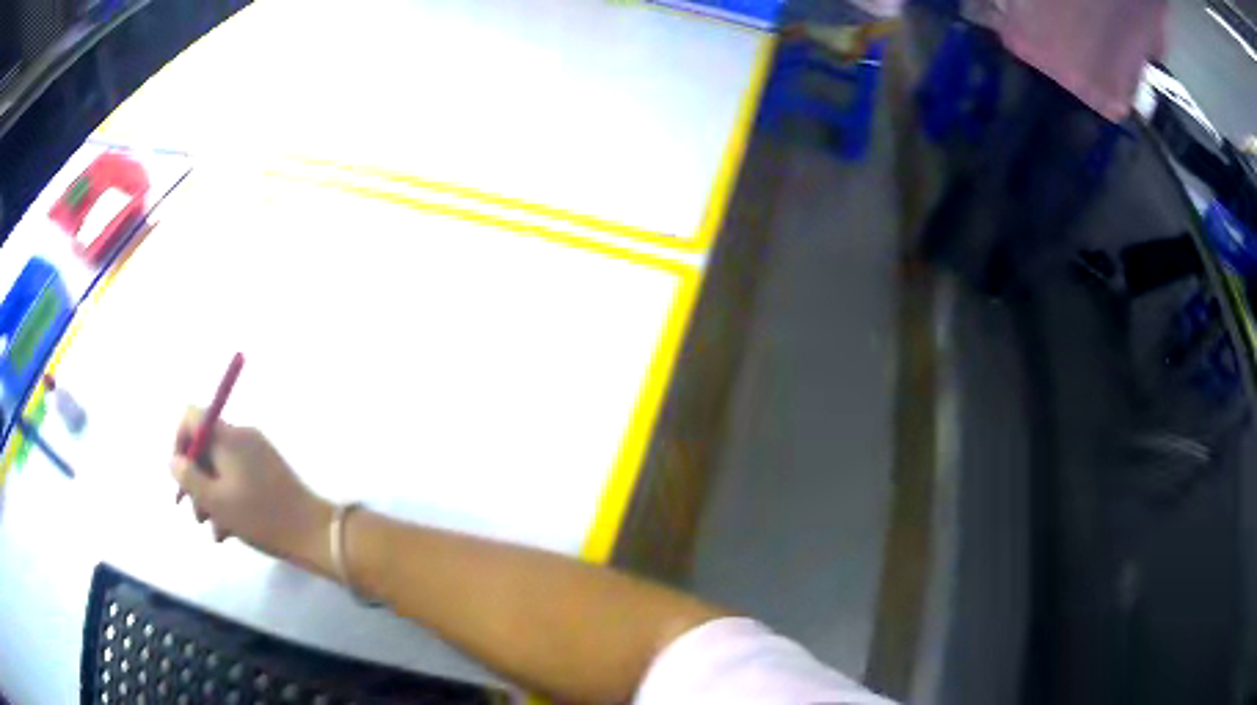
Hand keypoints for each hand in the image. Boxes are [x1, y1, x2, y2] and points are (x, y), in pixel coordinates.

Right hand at [171, 407, 331, 569]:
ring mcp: (257, 454)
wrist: (313, 533)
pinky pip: (237, 479)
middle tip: (198, 515)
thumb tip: (173, 460)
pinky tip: (229, 532)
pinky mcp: (268, 473)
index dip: (180, 442)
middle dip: (196, 481)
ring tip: (215, 531)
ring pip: (220, 469)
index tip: (181, 475)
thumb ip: (189, 478)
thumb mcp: (216, 501)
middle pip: (205, 447)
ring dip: (211, 498)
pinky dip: (229, 501)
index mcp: (229, 436)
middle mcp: (242, 437)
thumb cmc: (261, 517)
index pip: (193, 416)